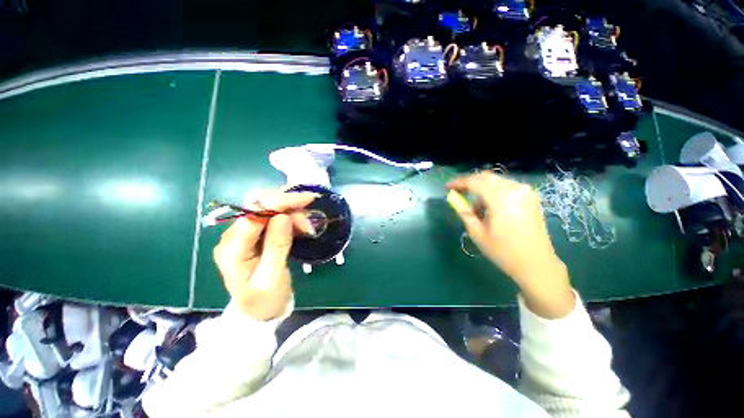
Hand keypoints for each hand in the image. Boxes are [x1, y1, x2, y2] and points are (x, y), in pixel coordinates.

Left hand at [212, 190, 316, 320]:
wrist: (260, 311)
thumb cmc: (265, 299)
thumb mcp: (272, 277)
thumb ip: (276, 246)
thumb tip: (283, 217)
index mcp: (232, 249)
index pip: (252, 214)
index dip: (279, 202)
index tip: (306, 201)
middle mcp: (234, 235)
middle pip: (259, 205)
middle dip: (288, 205)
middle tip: (310, 215)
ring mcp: (246, 233)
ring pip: (269, 208)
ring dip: (292, 211)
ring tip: (308, 226)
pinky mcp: (258, 233)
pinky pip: (275, 216)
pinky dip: (292, 216)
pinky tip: (302, 225)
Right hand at [447, 173, 574, 318]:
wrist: (537, 264)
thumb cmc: (503, 251)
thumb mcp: (477, 233)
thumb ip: (465, 212)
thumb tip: (455, 200)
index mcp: (501, 197)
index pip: (474, 182)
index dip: (458, 183)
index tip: (447, 187)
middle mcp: (515, 188)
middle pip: (486, 178)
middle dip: (470, 184)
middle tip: (458, 193)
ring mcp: (526, 192)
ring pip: (496, 182)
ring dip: (482, 190)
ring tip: (476, 209)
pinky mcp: (531, 197)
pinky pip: (507, 187)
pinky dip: (494, 193)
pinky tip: (491, 208)